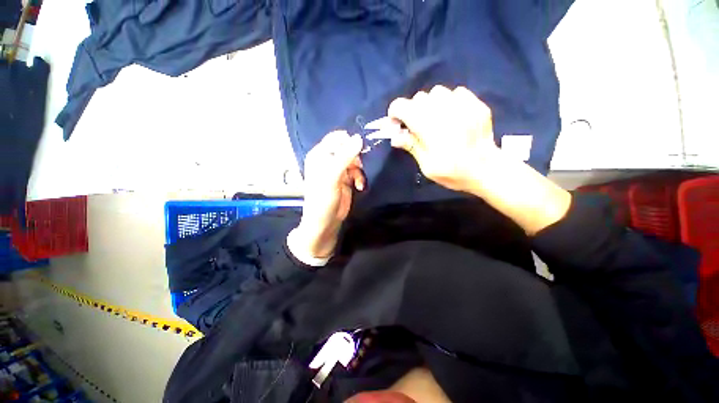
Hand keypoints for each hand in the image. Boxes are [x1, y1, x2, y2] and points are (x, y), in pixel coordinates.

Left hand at [295, 131, 364, 259]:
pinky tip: (360, 186)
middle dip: (356, 157)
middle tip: (359, 167)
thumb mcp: (332, 176)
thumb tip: (359, 138)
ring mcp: (338, 169)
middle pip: (347, 148)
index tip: (360, 149)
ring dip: (359, 169)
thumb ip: (345, 157)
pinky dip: (360, 177)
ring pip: (354, 160)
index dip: (349, 141)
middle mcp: (328, 159)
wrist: (325, 221)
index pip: (336, 138)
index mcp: (319, 155)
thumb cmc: (323, 198)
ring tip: (358, 181)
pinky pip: (357, 171)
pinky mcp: (346, 179)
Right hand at [385, 85, 498, 192]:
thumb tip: (395, 136)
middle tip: (417, 126)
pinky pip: (457, 92)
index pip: (403, 106)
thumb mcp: (427, 166)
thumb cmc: (453, 173)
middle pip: (419, 98)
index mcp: (429, 127)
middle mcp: (444, 111)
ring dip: (431, 104)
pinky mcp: (476, 104)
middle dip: (413, 110)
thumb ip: (411, 147)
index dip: (395, 112)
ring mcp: (463, 105)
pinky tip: (453, 116)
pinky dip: (449, 101)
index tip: (397, 122)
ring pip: (437, 92)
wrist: (487, 170)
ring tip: (435, 119)